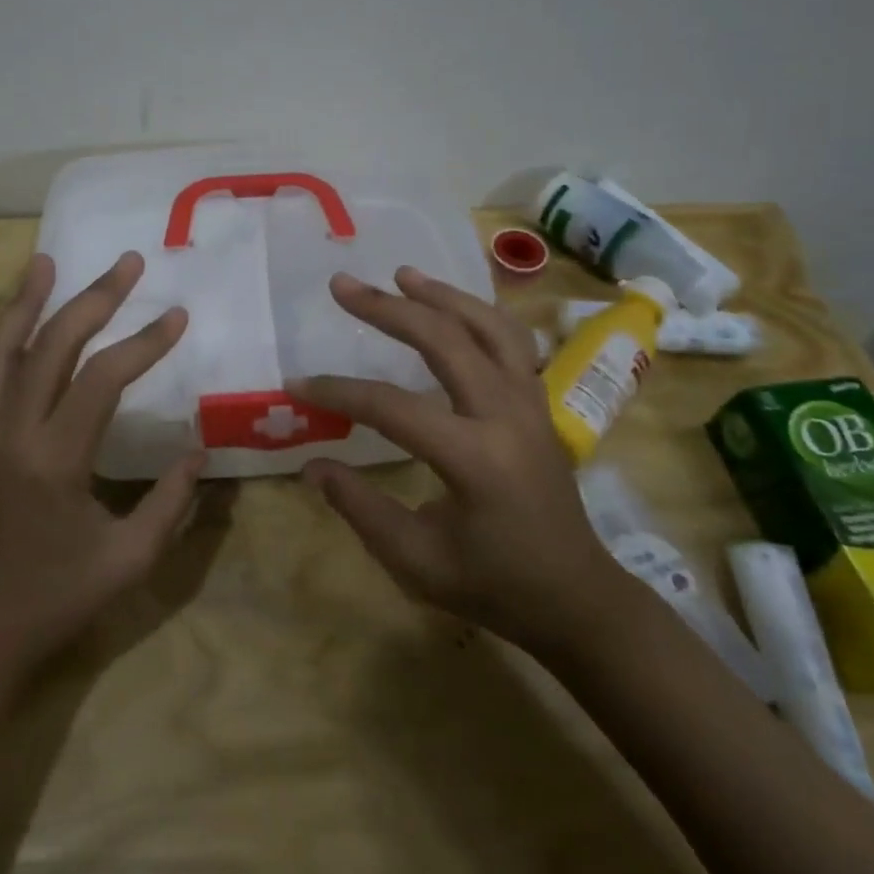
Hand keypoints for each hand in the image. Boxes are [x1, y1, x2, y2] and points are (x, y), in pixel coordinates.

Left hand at [0, 250, 203, 674]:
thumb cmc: (56, 601)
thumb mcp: (129, 561)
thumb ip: (170, 504)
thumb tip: (199, 451)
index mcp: (54, 459)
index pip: (103, 379)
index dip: (144, 343)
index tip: (178, 316)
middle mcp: (12, 432)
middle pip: (50, 345)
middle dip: (93, 299)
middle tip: (127, 263)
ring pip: (0, 350)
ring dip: (26, 301)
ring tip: (47, 262)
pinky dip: (7, 336)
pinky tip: (25, 321)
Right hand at [288, 267, 629, 655]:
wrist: (576, 599)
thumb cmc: (495, 587)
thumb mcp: (417, 562)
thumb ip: (361, 509)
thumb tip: (313, 465)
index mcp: (475, 459)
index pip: (392, 408)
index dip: (339, 392)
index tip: (297, 384)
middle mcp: (507, 416)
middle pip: (445, 341)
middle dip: (388, 308)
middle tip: (343, 285)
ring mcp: (531, 404)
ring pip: (489, 327)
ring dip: (442, 296)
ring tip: (402, 274)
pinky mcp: (539, 404)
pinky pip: (512, 341)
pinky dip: (479, 314)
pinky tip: (453, 306)